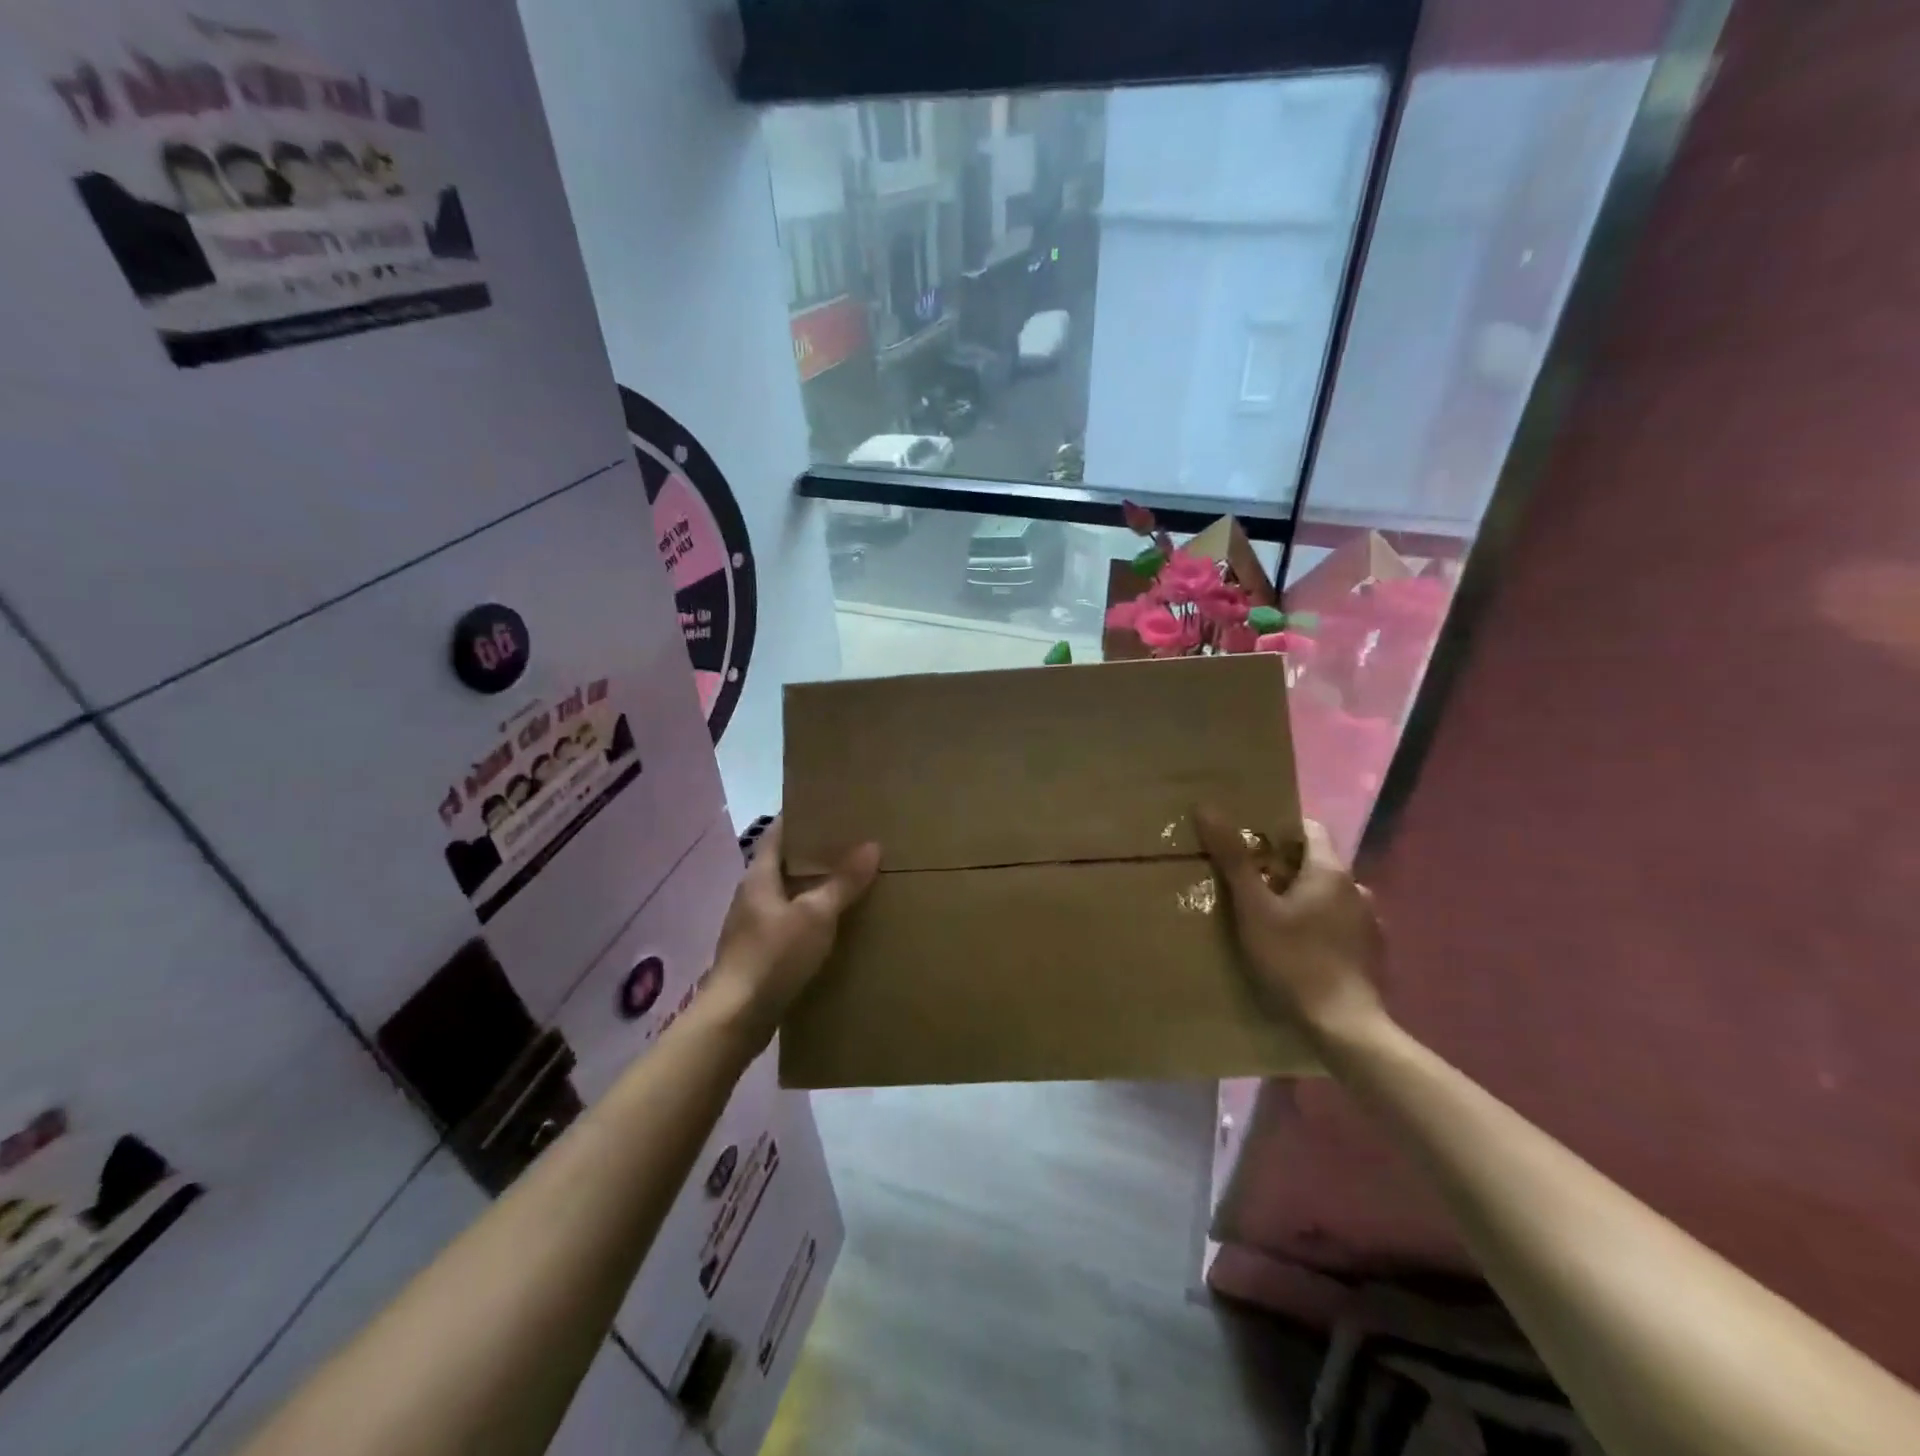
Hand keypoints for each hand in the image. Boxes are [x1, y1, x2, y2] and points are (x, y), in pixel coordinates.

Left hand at [705, 818, 879, 1048]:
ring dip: (815, 886)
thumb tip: (872, 845)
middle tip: (854, 843)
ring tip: (851, 880)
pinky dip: (811, 916)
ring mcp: (753, 925)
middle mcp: (752, 895)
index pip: (778, 832)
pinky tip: (835, 924)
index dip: (802, 817)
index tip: (832, 808)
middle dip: (816, 853)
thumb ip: (843, 882)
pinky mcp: (759, 953)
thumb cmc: (773, 956)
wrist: (735, 1019)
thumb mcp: (816, 915)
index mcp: (759, 876)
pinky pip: (789, 922)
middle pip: (785, 862)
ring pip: (789, 894)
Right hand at [1194, 807, 1386, 1045]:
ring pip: (1329, 896)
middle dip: (1284, 868)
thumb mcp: (1253, 908)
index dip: (1278, 830)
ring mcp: (1370, 922)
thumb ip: (1233, 858)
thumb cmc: (1294, 959)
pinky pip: (1340, 924)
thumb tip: (1207, 807)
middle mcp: (1357, 888)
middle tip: (1248, 884)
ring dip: (1304, 899)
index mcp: (1331, 871)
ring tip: (1272, 919)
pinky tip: (1300, 949)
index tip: (1248, 843)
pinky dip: (1320, 926)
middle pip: (1316, 863)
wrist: (1345, 1026)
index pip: (1308, 828)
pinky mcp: (1372, 953)